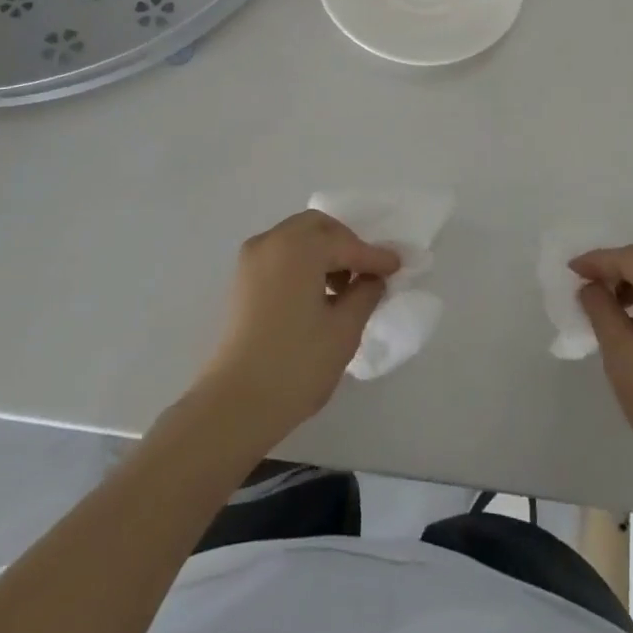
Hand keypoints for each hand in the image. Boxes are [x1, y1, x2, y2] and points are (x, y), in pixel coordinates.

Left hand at [193, 209, 400, 448]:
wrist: (235, 405)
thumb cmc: (296, 364)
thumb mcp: (344, 329)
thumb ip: (365, 294)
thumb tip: (372, 279)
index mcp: (299, 246)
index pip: (347, 244)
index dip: (374, 257)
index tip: (397, 267)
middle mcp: (272, 241)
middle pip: (317, 228)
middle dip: (345, 244)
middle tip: (366, 271)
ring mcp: (252, 260)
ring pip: (296, 239)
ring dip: (323, 253)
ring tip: (344, 288)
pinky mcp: (242, 282)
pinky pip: (280, 256)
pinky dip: (302, 264)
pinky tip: (318, 295)